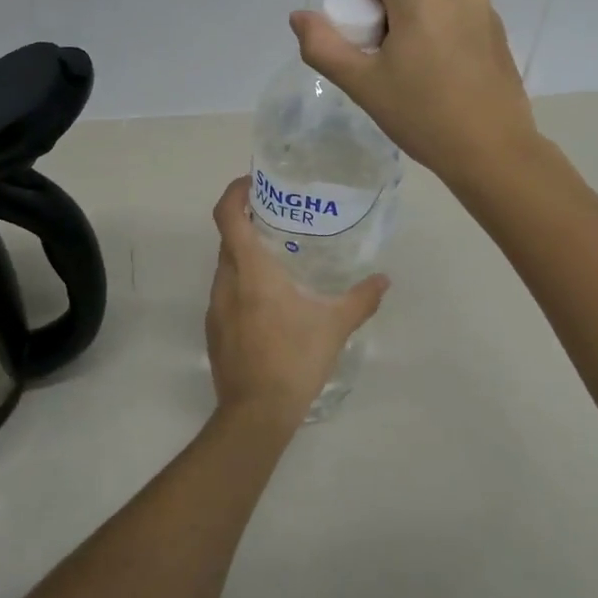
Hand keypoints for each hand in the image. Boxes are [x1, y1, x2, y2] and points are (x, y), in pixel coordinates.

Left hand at [205, 178, 388, 427]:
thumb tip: (384, 280)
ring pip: (226, 268)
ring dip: (245, 257)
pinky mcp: (214, 330)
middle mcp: (226, 283)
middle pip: (228, 240)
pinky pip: (225, 293)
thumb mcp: (334, 326)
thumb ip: (360, 299)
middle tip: (279, 220)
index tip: (253, 183)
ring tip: (278, 260)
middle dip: (248, 224)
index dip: (235, 193)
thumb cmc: (294, 360)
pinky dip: (242, 285)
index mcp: (250, 271)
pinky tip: (269, 303)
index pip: (228, 216)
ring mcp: (215, 308)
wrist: (256, 414)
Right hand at [290, 0, 537, 188]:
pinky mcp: (498, 31)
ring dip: (411, 23)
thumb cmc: (422, 116)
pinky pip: (455, 16)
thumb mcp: (362, 85)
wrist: (493, 152)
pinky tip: (441, 79)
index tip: (361, 28)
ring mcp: (483, 10)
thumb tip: (300, 17)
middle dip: (384, 12)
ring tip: (414, 74)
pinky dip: (438, 34)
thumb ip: (323, 46)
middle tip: (384, 62)